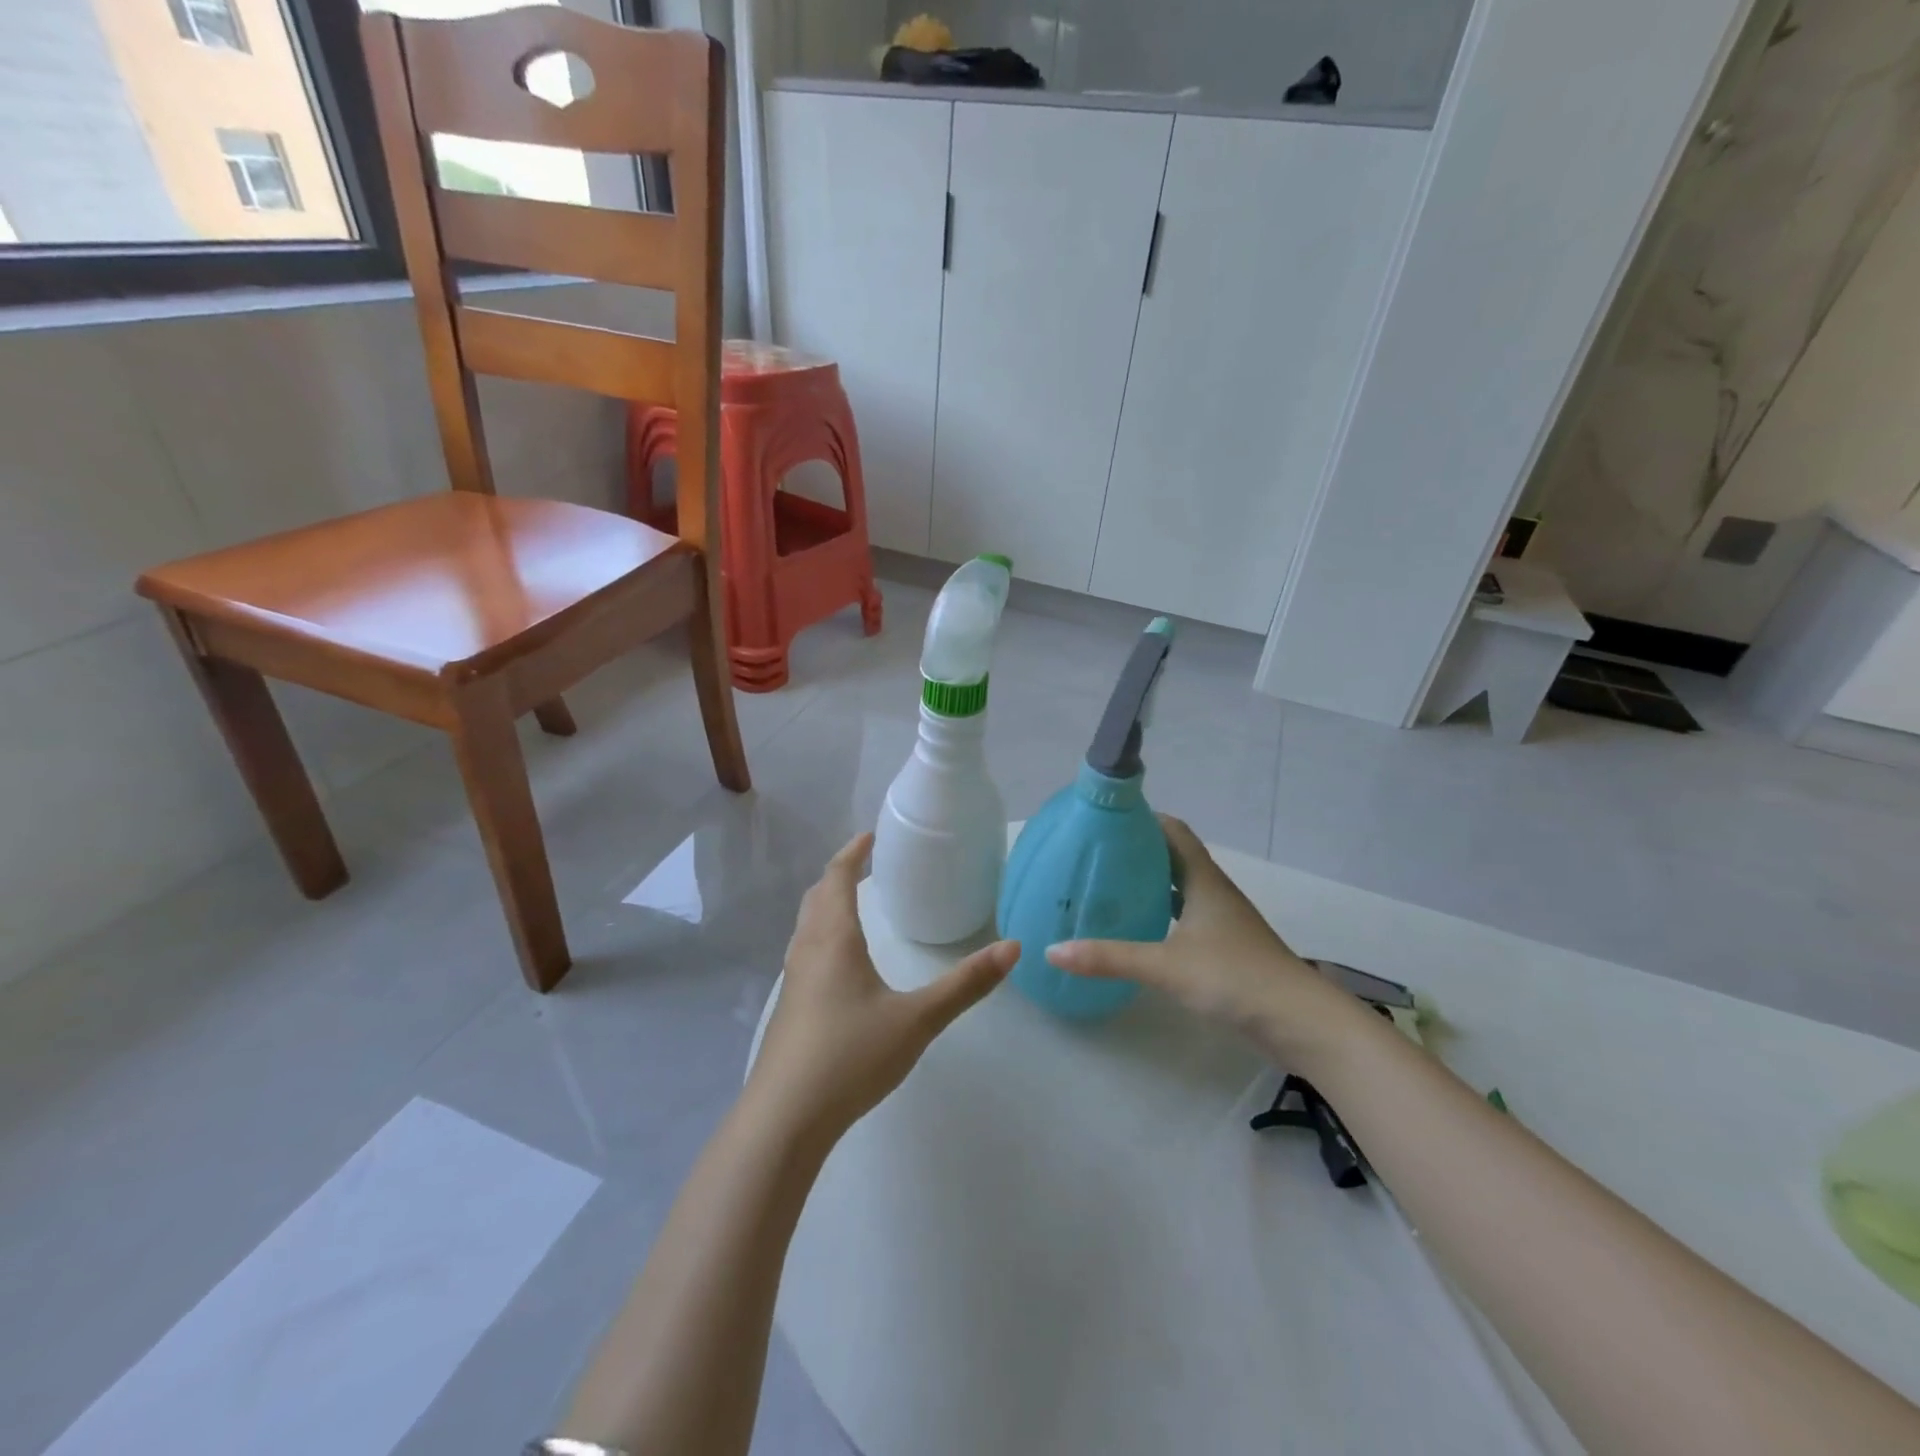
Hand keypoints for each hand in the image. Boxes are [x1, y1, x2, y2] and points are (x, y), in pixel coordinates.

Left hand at [749, 833, 1019, 1144]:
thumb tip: (1013, 948)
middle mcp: (807, 952)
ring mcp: (792, 983)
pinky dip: (821, 936)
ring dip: (825, 906)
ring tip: (851, 906)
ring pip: (806, 927)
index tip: (869, 837)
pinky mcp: (789, 1011)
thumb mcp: (917, 1019)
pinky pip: (804, 954)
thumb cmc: (850, 1056)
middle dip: (837, 875)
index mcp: (834, 941)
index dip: (851, 854)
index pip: (836, 879)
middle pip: (816, 898)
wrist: (785, 1118)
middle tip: (863, 865)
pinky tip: (838, 966)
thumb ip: (965, 985)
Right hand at [1045, 816, 1370, 1070]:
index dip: (1143, 819)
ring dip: (1150, 884)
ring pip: (1180, 889)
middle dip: (1138, 852)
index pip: (1173, 831)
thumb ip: (1108, 958)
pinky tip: (1139, 929)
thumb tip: (1052, 951)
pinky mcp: (1225, 947)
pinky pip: (1185, 916)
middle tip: (1096, 855)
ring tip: (1109, 887)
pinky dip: (1161, 914)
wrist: (1298, 1021)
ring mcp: (1222, 920)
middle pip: (1174, 857)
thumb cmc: (1233, 977)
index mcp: (1203, 880)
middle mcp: (1213, 892)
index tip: (1106, 819)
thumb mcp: (1164, 965)